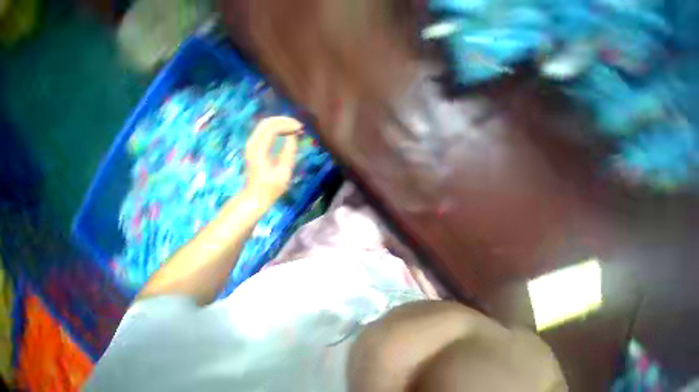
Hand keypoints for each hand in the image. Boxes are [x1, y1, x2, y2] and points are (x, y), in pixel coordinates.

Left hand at [244, 116, 300, 209]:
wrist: (255, 196)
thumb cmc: (271, 187)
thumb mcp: (284, 171)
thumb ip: (289, 152)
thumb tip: (294, 136)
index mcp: (259, 149)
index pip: (272, 128)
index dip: (287, 125)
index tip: (301, 128)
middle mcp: (252, 143)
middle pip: (267, 122)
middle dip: (284, 121)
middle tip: (299, 126)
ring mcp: (252, 144)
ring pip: (265, 125)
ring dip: (281, 124)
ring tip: (295, 128)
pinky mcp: (254, 147)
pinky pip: (265, 132)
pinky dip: (277, 130)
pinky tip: (287, 133)